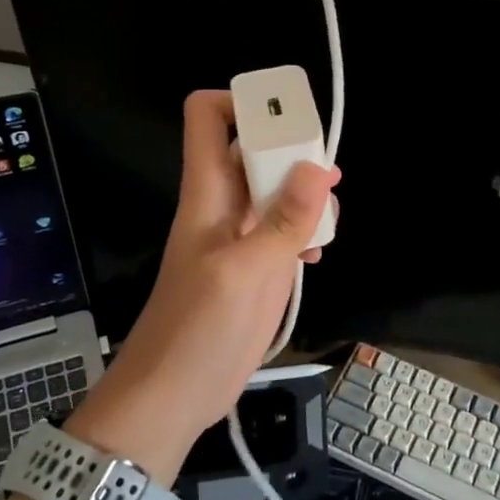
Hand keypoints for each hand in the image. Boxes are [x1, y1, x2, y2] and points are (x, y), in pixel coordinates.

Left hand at [65, 91, 338, 481]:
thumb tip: (318, 166)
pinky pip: (284, 228)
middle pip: (254, 148)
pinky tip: (316, 255)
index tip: (287, 116)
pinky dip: (305, 230)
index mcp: (208, 191)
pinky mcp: (255, 265)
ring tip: (327, 220)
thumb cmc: (198, 331)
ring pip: (275, 188)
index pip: (208, 116)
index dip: (242, 102)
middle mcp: (224, 204)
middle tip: (327, 175)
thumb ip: (284, 220)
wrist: (173, 397)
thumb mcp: (246, 273)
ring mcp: (240, 236)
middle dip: (292, 151)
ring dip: (306, 194)